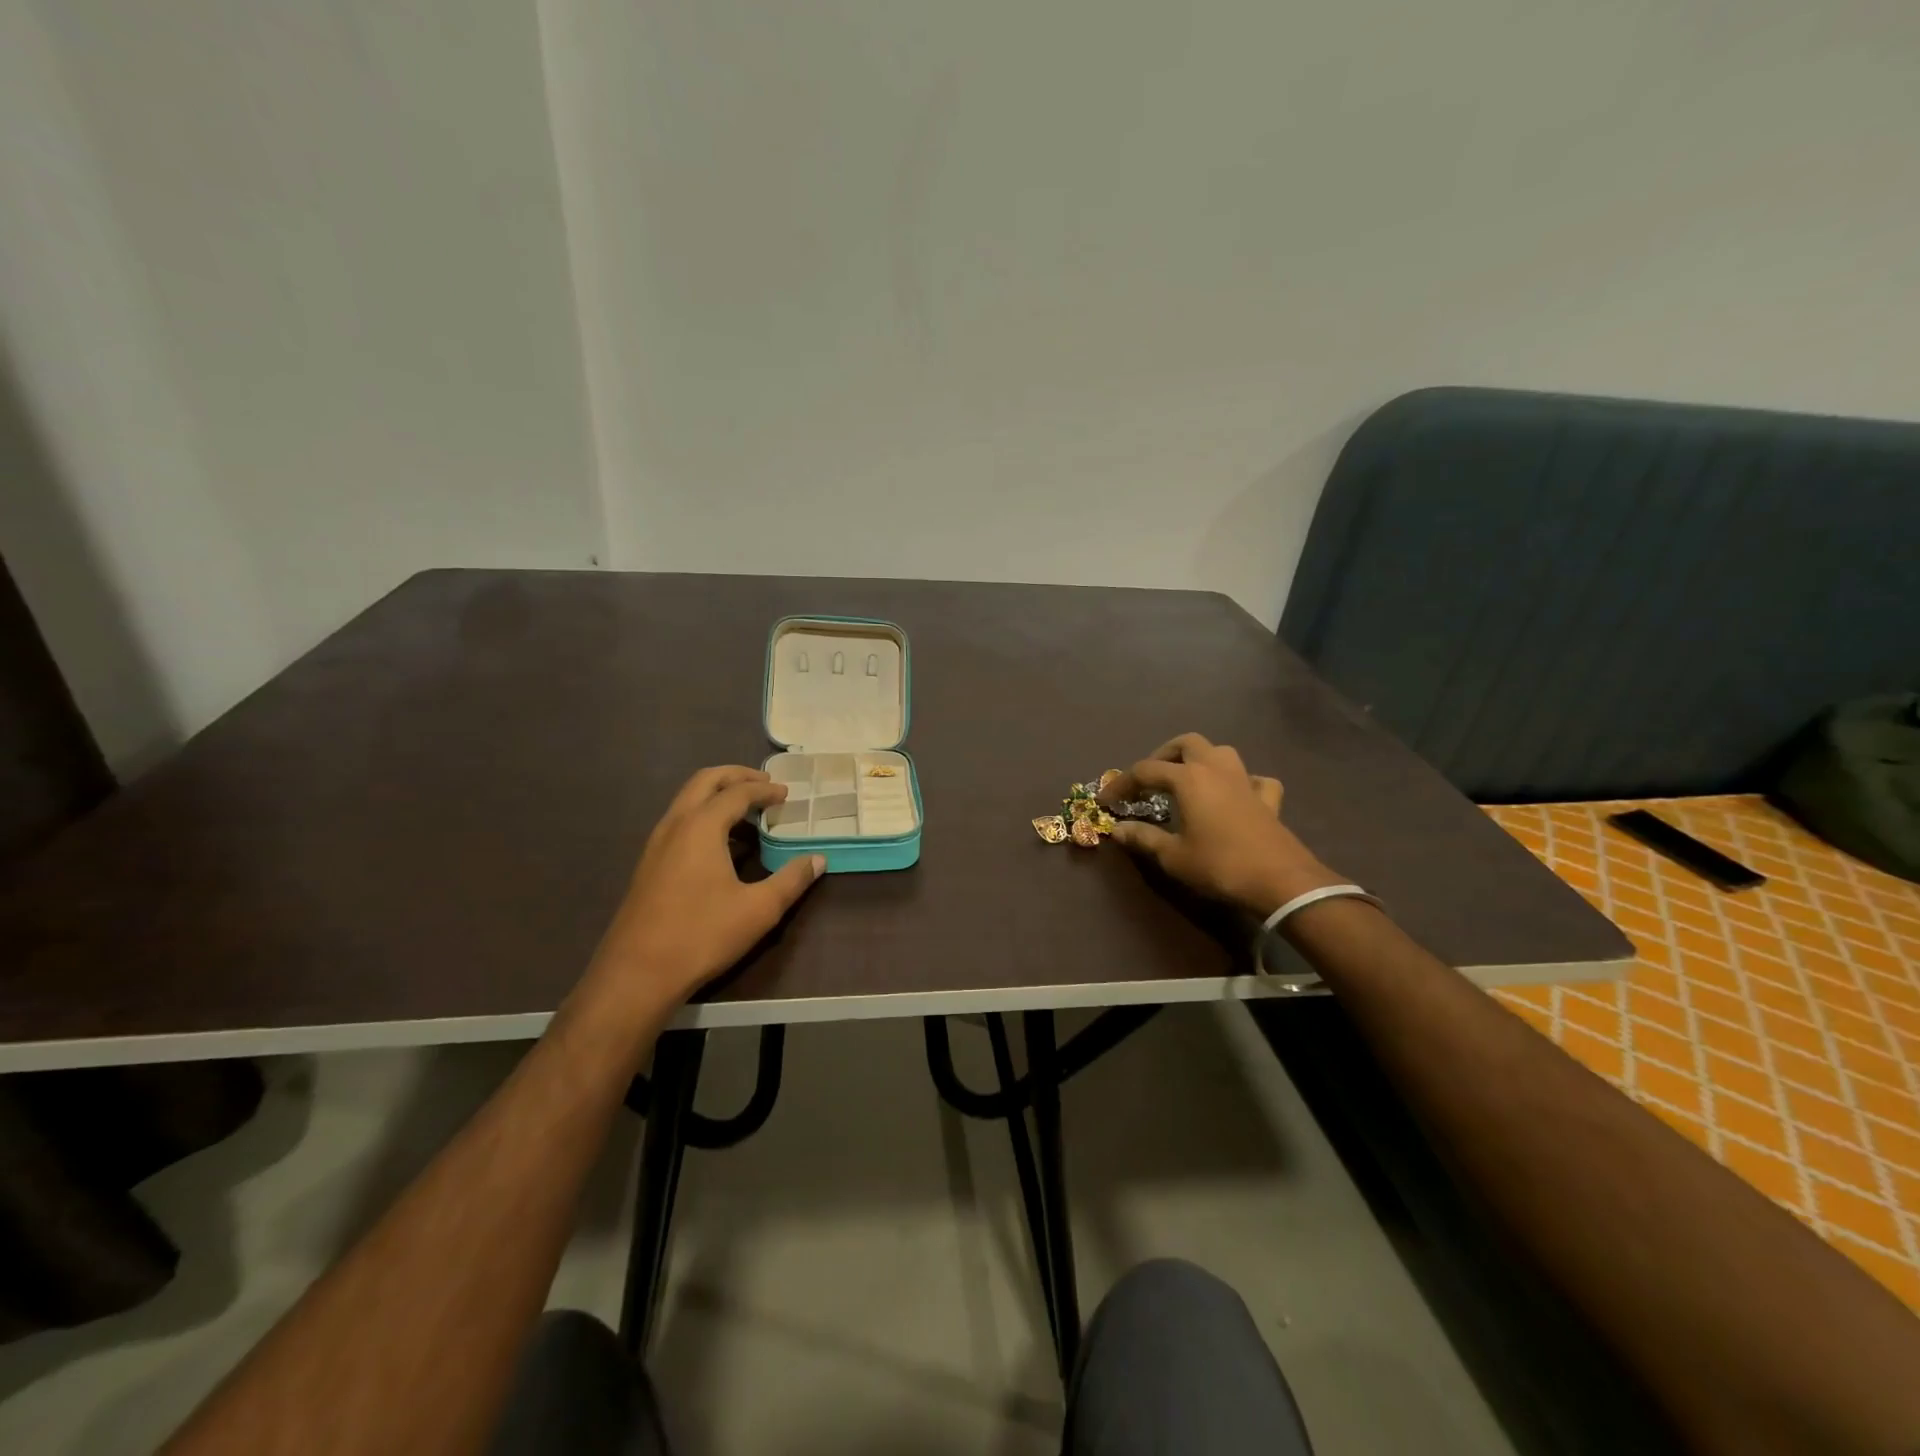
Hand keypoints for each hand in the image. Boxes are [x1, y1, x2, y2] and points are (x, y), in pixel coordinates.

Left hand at [586, 766, 824, 1007]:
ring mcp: (656, 844)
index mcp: (701, 827)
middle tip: (764, 784)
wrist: (636, 975)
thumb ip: (791, 880)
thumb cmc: (701, 935)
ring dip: (717, 795)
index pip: (737, 792)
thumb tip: (818, 860)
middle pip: (705, 781)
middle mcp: (675, 825)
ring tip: (747, 811)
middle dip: (736, 776)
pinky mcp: (648, 865)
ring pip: (687, 800)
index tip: (786, 794)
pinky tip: (721, 843)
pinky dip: (704, 814)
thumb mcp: (759, 909)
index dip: (764, 790)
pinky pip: (679, 821)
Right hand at [1099, 733, 1342, 915]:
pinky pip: (1253, 778)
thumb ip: (1144, 837)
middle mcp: (1215, 769)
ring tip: (1187, 780)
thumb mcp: (1173, 856)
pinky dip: (1240, 781)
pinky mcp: (1267, 798)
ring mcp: (1245, 780)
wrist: (1280, 880)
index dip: (1121, 783)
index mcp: (1188, 778)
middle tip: (1149, 780)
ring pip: (1220, 751)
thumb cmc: (1219, 865)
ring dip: (1200, 759)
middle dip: (1163, 756)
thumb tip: (1118, 829)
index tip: (1106, 801)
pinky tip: (1234, 795)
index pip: (1145, 770)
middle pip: (1185, 743)